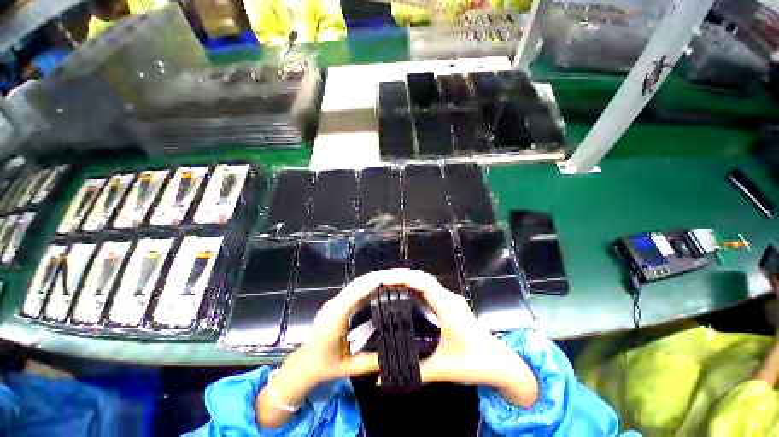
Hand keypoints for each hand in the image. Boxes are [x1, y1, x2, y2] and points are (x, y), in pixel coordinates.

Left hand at [256, 269, 410, 426]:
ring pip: (357, 283)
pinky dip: (369, 283)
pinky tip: (380, 284)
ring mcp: (335, 301)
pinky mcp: (338, 302)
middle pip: (357, 283)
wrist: (304, 363)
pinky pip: (355, 288)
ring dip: (374, 278)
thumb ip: (369, 362)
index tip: (388, 279)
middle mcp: (334, 304)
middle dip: (378, 277)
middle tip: (397, 274)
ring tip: (393, 276)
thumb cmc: (323, 366)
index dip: (371, 284)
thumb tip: (394, 355)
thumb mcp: (347, 367)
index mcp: (334, 318)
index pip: (354, 294)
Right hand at [391, 270, 538, 406]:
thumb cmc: (475, 364)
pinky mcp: (451, 304)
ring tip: (388, 285)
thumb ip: (413, 372)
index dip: (405, 278)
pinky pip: (431, 289)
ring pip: (427, 282)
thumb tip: (380, 379)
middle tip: (381, 282)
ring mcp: (452, 300)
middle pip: (424, 278)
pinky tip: (405, 294)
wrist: (503, 364)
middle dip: (402, 276)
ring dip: (409, 280)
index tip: (385, 280)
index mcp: (449, 308)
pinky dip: (416, 287)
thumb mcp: (442, 369)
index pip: (425, 283)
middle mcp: (450, 298)